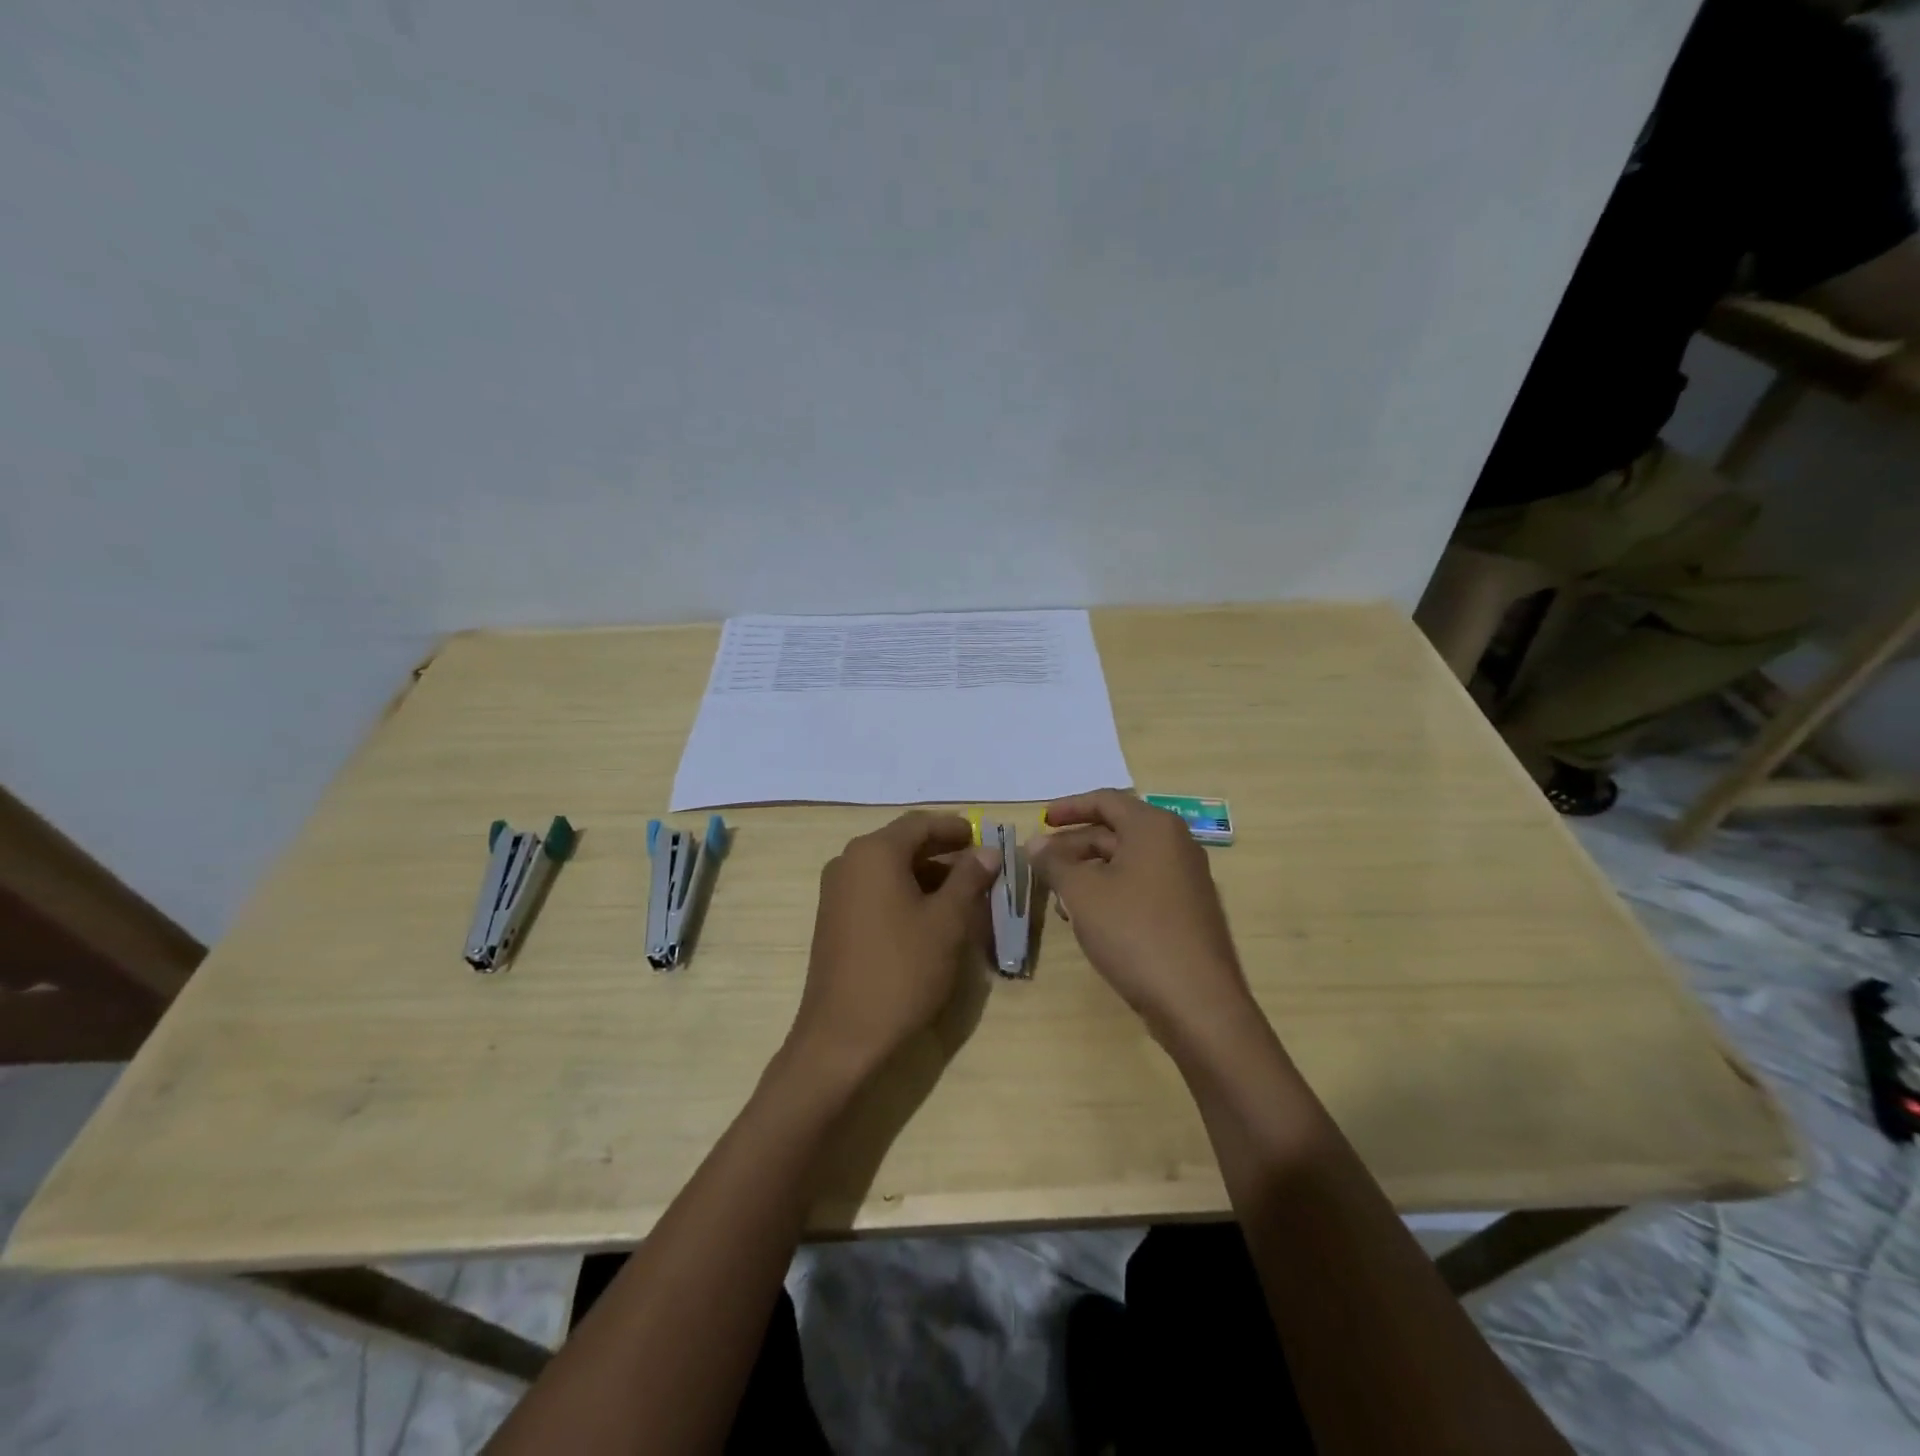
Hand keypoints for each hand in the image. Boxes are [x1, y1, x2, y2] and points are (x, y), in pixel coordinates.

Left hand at [785, 812, 1000, 1082]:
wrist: (842, 1037)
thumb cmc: (901, 971)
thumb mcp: (947, 922)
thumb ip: (970, 879)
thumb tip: (988, 851)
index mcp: (874, 853)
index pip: (921, 823)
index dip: (957, 828)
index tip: (986, 839)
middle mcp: (849, 862)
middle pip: (904, 843)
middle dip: (944, 852)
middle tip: (982, 868)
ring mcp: (837, 891)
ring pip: (890, 868)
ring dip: (928, 875)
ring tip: (964, 896)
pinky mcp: (834, 918)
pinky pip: (876, 890)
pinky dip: (906, 893)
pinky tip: (932, 917)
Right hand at [1034, 790, 1253, 1042]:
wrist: (1196, 1002)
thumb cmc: (1134, 932)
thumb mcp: (1082, 893)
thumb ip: (1054, 862)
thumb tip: (1036, 844)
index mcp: (1154, 827)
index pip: (1105, 800)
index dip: (1068, 807)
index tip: (1040, 822)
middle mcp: (1175, 844)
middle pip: (1115, 831)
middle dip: (1074, 845)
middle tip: (1041, 865)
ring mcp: (1185, 879)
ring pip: (1126, 862)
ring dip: (1089, 872)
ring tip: (1059, 898)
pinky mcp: (1187, 911)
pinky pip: (1141, 886)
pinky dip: (1110, 892)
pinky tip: (1088, 919)